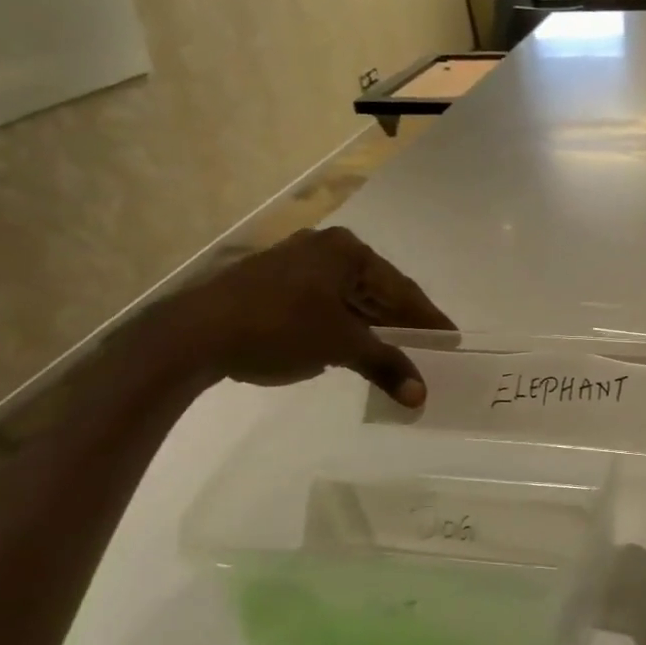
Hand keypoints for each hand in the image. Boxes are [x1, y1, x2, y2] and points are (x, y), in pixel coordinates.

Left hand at [157, 227, 454, 401]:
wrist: (193, 334)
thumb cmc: (278, 328)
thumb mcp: (340, 346)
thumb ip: (385, 365)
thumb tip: (420, 396)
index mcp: (347, 251)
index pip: (401, 289)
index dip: (428, 318)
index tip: (452, 338)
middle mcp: (324, 248)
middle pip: (376, 290)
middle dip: (401, 322)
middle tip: (429, 348)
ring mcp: (295, 263)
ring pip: (349, 297)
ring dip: (372, 326)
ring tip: (396, 352)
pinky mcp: (272, 282)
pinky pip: (324, 303)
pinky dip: (344, 325)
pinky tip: (353, 345)